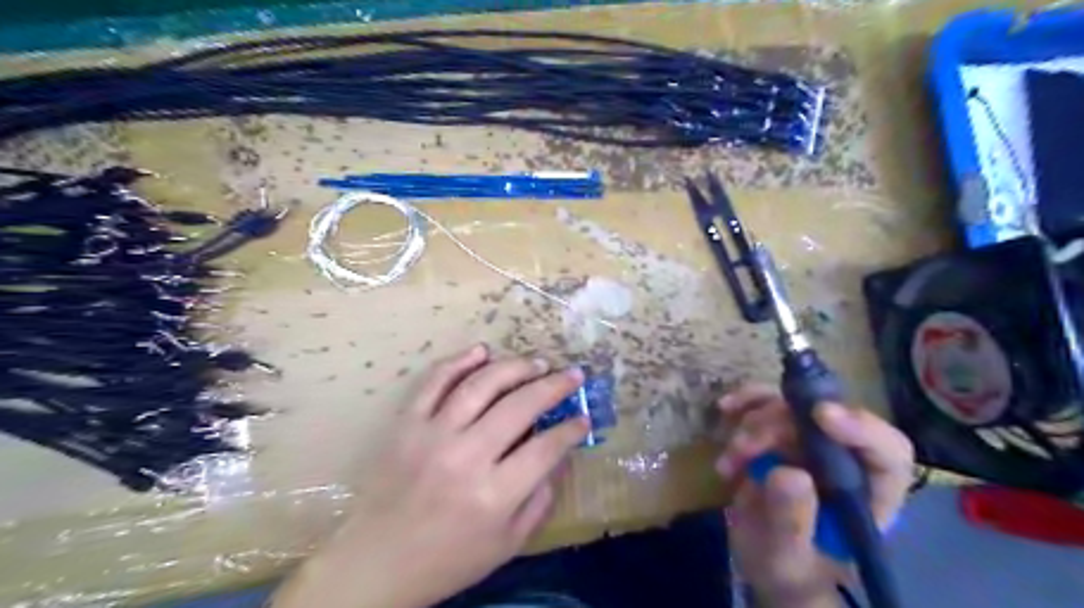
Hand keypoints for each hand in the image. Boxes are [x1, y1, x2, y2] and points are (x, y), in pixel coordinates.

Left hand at [275, 343, 588, 607]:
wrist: (377, 562)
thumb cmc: (448, 560)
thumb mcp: (507, 544)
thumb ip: (539, 500)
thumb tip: (557, 455)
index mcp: (494, 495)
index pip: (546, 448)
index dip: (571, 429)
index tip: (584, 418)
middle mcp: (466, 457)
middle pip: (520, 406)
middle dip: (555, 386)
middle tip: (573, 375)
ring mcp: (433, 435)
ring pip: (481, 385)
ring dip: (515, 367)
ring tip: (537, 363)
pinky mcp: (406, 424)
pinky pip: (433, 382)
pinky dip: (459, 361)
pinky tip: (482, 351)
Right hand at [719, 387, 912, 604]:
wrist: (765, 563)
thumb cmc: (789, 571)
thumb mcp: (787, 557)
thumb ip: (791, 520)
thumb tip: (788, 472)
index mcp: (869, 495)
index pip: (887, 452)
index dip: (861, 427)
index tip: (820, 415)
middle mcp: (845, 460)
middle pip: (824, 419)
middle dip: (778, 426)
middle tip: (743, 450)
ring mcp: (811, 443)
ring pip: (791, 407)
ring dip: (753, 422)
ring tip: (731, 458)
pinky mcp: (780, 434)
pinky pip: (766, 403)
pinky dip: (745, 403)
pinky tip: (726, 408)